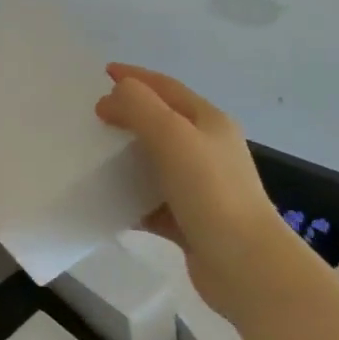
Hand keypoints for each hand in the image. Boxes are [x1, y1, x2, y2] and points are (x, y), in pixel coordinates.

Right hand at [95, 64, 283, 319]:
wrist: (246, 266)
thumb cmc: (210, 191)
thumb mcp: (172, 135)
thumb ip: (139, 106)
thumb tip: (113, 96)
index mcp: (208, 122)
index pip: (166, 87)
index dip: (135, 77)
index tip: (102, 73)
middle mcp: (207, 150)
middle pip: (161, 122)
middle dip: (128, 114)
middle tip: (92, 115)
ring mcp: (201, 187)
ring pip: (155, 162)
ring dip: (126, 156)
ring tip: (92, 154)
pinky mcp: (190, 222)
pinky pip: (152, 201)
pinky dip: (130, 198)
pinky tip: (107, 201)